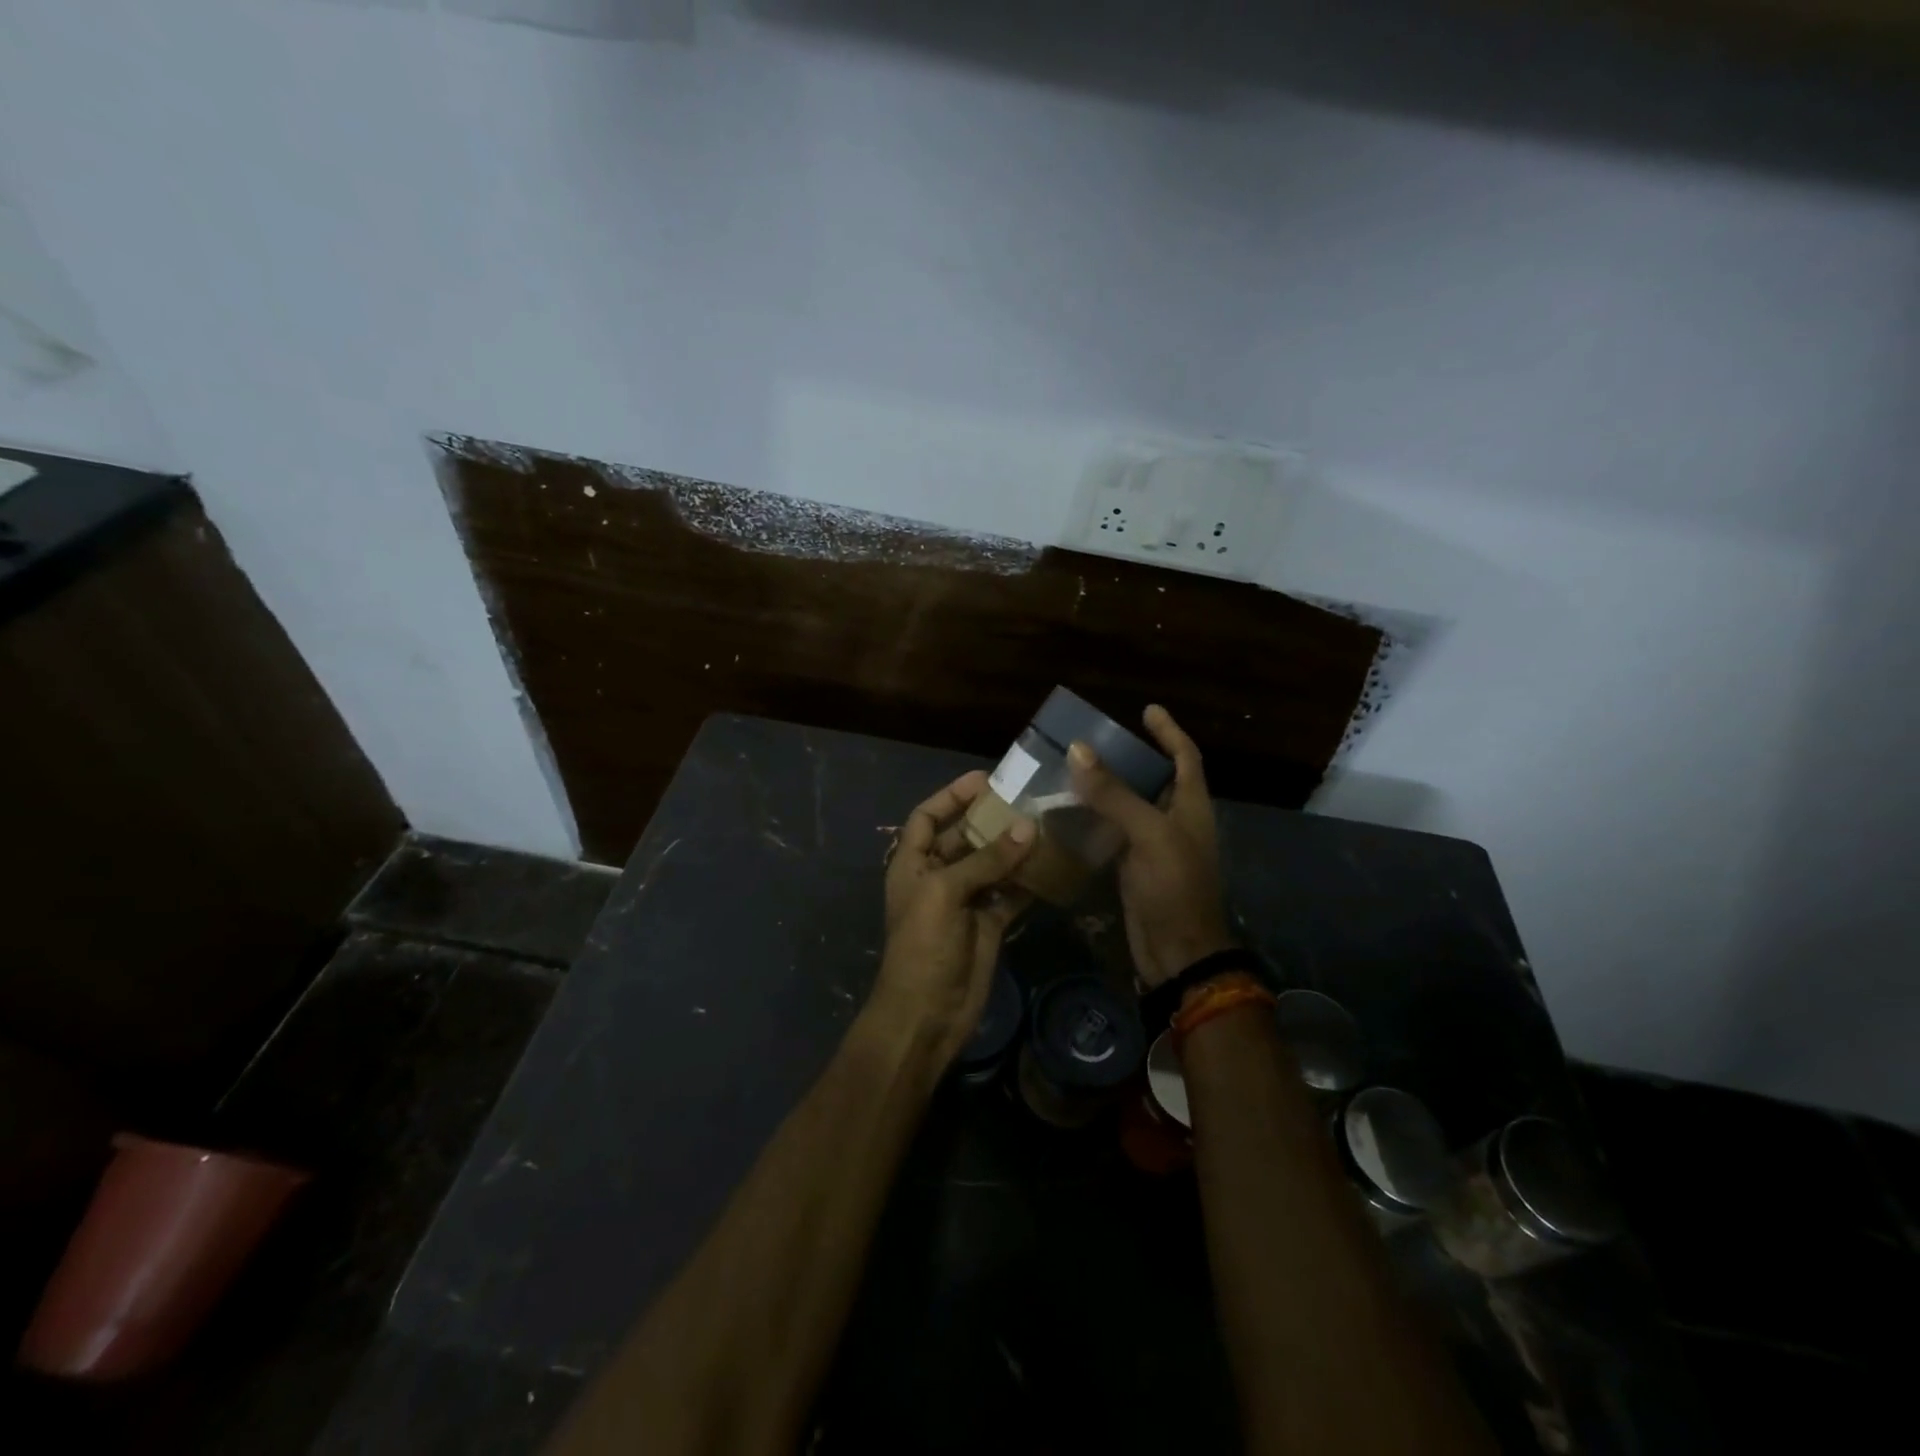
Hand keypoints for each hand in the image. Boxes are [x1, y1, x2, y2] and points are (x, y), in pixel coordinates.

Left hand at [870, 771, 1035, 1066]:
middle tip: (1028, 801)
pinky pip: (1010, 893)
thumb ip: (986, 860)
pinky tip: (1052, 866)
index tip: (985, 780)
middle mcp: (937, 876)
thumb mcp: (945, 892)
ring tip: (1046, 826)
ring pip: (991, 864)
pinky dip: (1027, 881)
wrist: (927, 1014)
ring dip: (1014, 848)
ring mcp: (964, 901)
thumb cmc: (923, 944)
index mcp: (912, 863)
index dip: (951, 796)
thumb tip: (1027, 827)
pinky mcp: (988, 924)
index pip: (926, 816)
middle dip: (991, 819)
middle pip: (964, 837)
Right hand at [1068, 705, 1234, 987]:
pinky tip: (1069, 810)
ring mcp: (1154, 845)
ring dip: (1108, 785)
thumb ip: (1115, 794)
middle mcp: (1175, 820)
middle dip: (1132, 755)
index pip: (1185, 756)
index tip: (1147, 709)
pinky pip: (1115, 831)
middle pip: (1156, 777)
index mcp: (1191, 805)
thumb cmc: (1174, 887)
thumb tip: (1079, 749)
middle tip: (1096, 738)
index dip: (1169, 731)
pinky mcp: (1134, 866)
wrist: (1177, 951)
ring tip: (1074, 767)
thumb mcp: (1149, 834)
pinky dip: (1096, 817)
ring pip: (1131, 804)